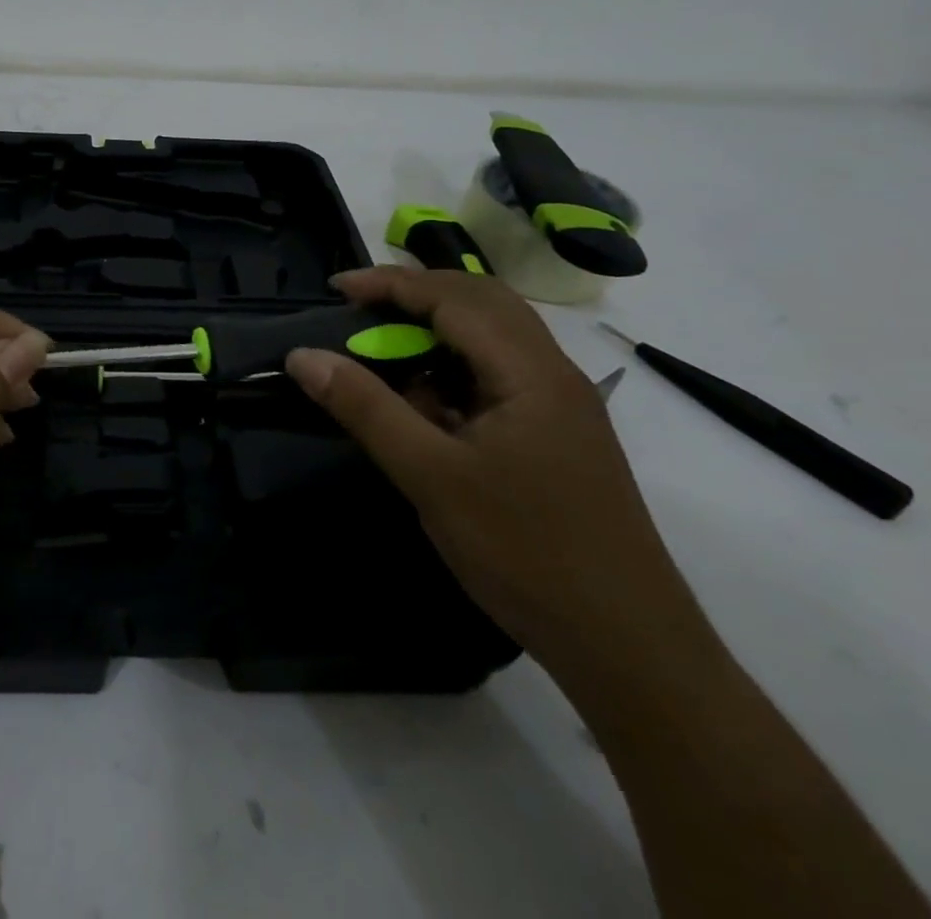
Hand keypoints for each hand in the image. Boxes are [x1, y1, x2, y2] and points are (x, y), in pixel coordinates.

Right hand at [286, 268, 710, 684]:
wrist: (628, 646)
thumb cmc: (525, 551)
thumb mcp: (430, 476)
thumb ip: (365, 408)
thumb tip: (302, 357)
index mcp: (531, 371)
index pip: (455, 297)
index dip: (391, 284)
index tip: (336, 289)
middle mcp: (553, 373)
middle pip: (482, 302)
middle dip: (417, 295)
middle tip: (360, 310)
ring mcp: (560, 406)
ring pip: (493, 339)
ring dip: (437, 332)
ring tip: (386, 352)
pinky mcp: (557, 435)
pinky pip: (499, 376)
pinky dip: (455, 370)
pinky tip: (427, 405)